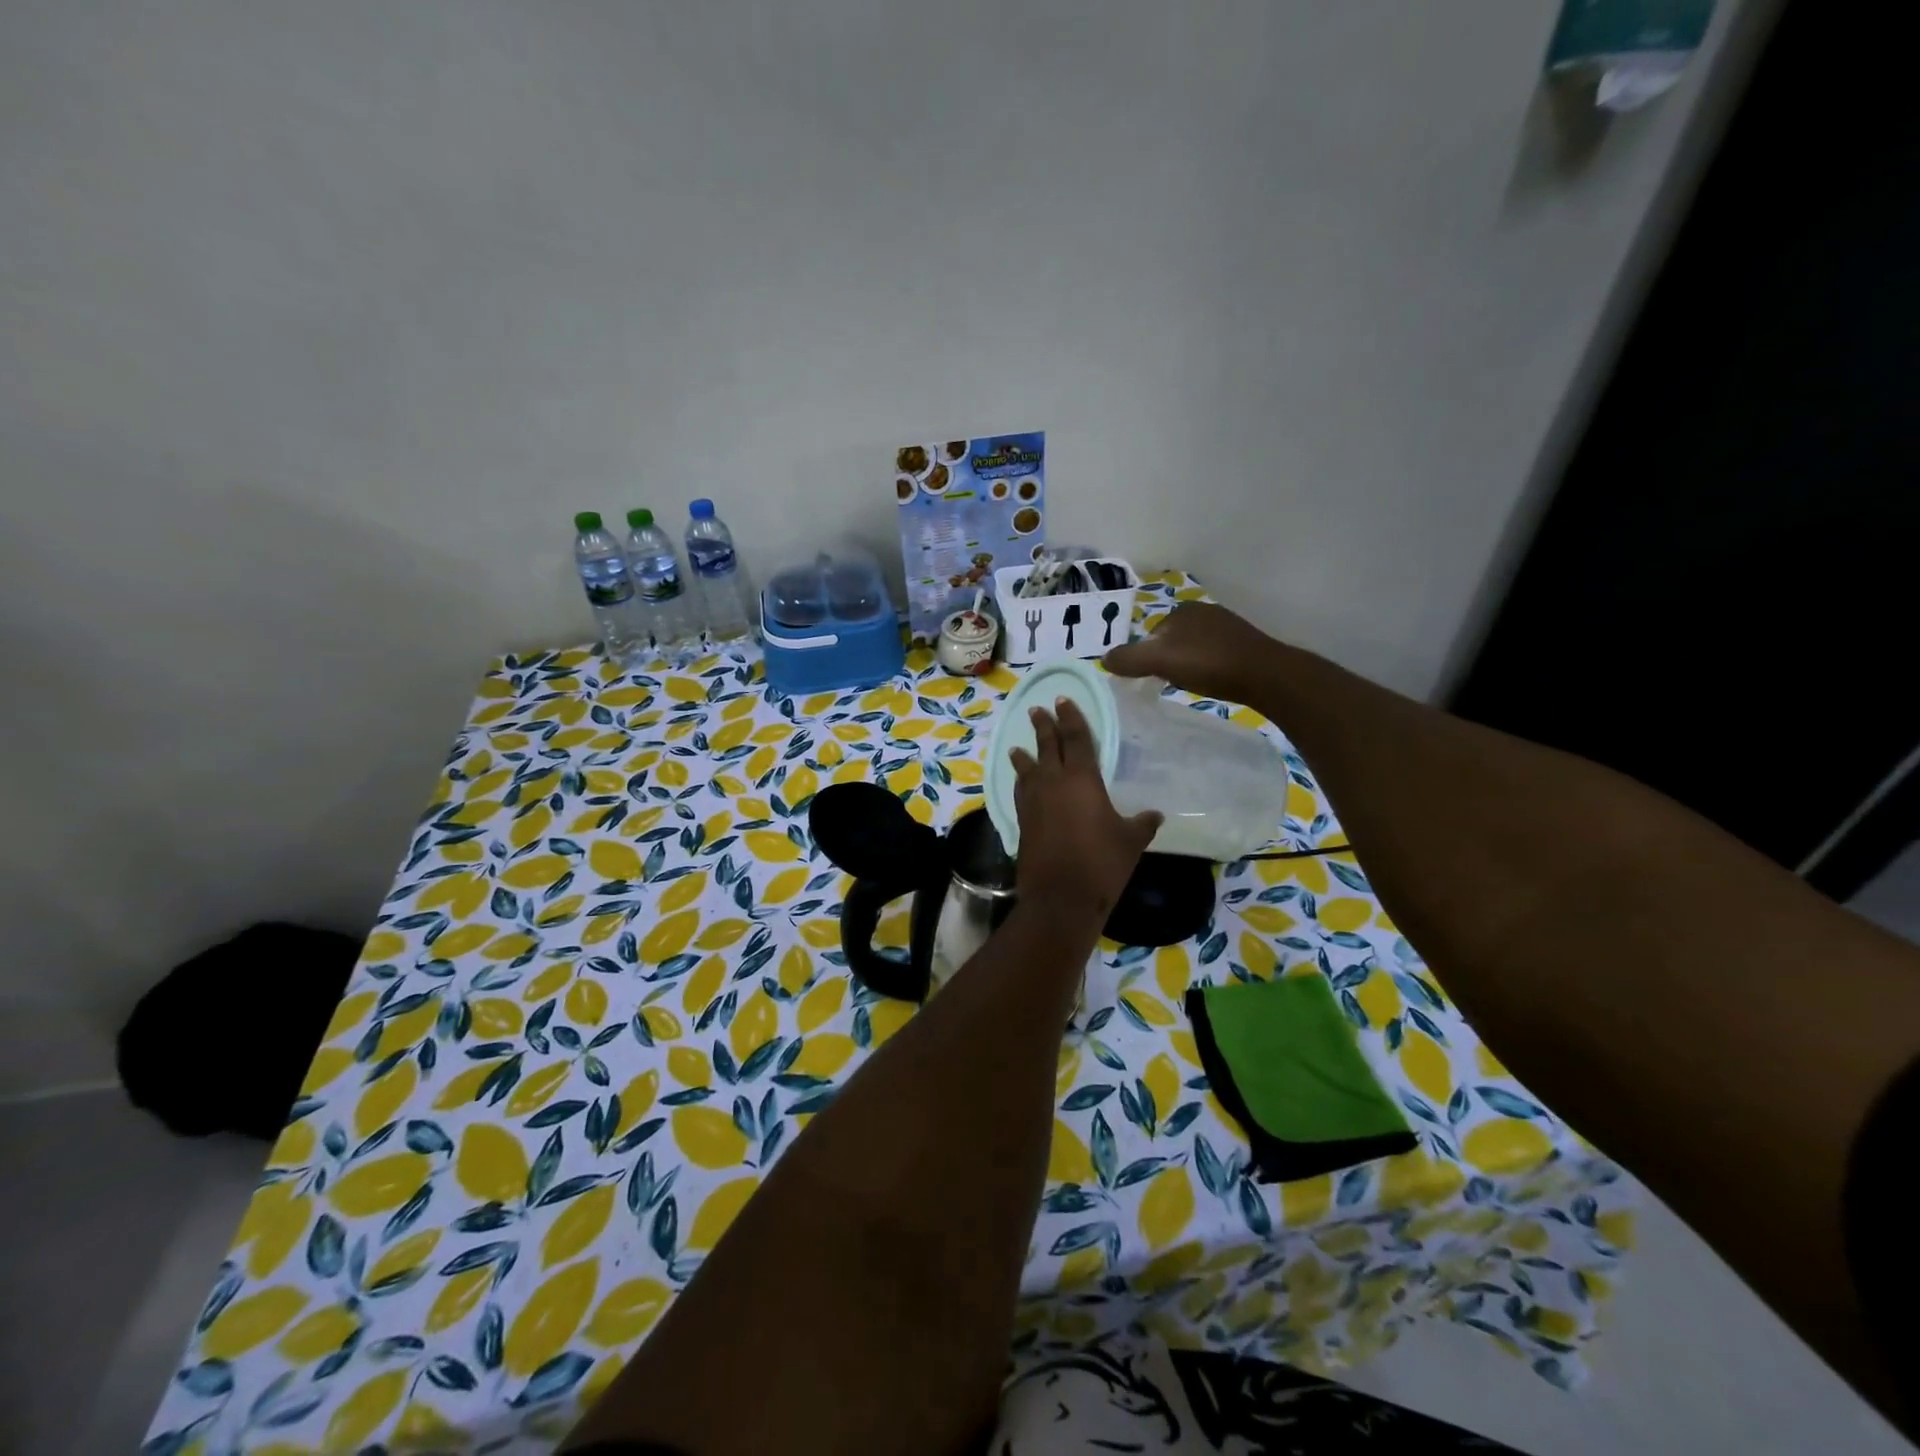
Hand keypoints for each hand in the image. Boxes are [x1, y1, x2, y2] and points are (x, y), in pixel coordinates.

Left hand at [1009, 699, 1161, 922]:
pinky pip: (1021, 791)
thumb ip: (1142, 823)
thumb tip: (1155, 815)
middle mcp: (1053, 782)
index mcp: (1082, 779)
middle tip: (1039, 710)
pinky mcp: (1022, 821)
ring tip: (1018, 746)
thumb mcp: (1131, 841)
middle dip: (1044, 726)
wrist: (1060, 896)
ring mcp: (1033, 801)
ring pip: (1027, 768)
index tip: (1063, 700)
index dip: (1070, 718)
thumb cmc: (1101, 862)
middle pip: (1046, 746)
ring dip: (1024, 754)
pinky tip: (1022, 783)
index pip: (1075, 738)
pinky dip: (1021, 781)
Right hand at [1104, 602, 1278, 703]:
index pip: (1151, 634)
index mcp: (1182, 610)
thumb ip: (1128, 659)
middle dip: (1167, 660)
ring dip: (1188, 665)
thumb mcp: (1159, 661)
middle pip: (1172, 641)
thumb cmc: (1208, 663)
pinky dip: (1208, 668)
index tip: (1151, 678)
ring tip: (1192, 684)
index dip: (1147, 657)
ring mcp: (1227, 627)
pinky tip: (1213, 682)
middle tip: (1170, 683)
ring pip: (1193, 648)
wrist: (1265, 675)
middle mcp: (1204, 612)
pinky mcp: (1245, 645)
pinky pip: (1214, 656)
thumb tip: (1102, 659)